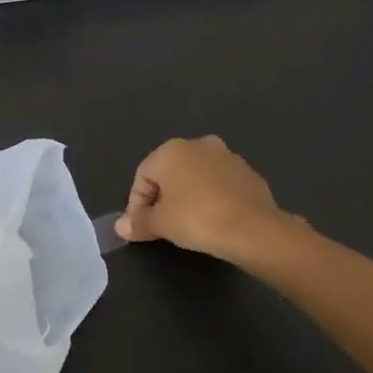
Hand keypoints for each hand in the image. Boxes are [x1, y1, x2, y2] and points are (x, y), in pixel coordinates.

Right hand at [114, 136, 284, 258]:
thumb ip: (138, 222)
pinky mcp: (247, 171)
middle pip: (170, 172)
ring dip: (188, 195)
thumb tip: (120, 227)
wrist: (251, 227)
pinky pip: (219, 184)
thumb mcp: (160, 224)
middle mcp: (198, 144)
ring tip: (188, 224)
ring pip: (196, 176)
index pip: (142, 176)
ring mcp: (226, 155)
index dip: (136, 203)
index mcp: (171, 150)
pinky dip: (211, 198)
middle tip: (161, 225)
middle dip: (162, 197)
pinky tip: (213, 220)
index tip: (140, 228)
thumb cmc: (196, 218)